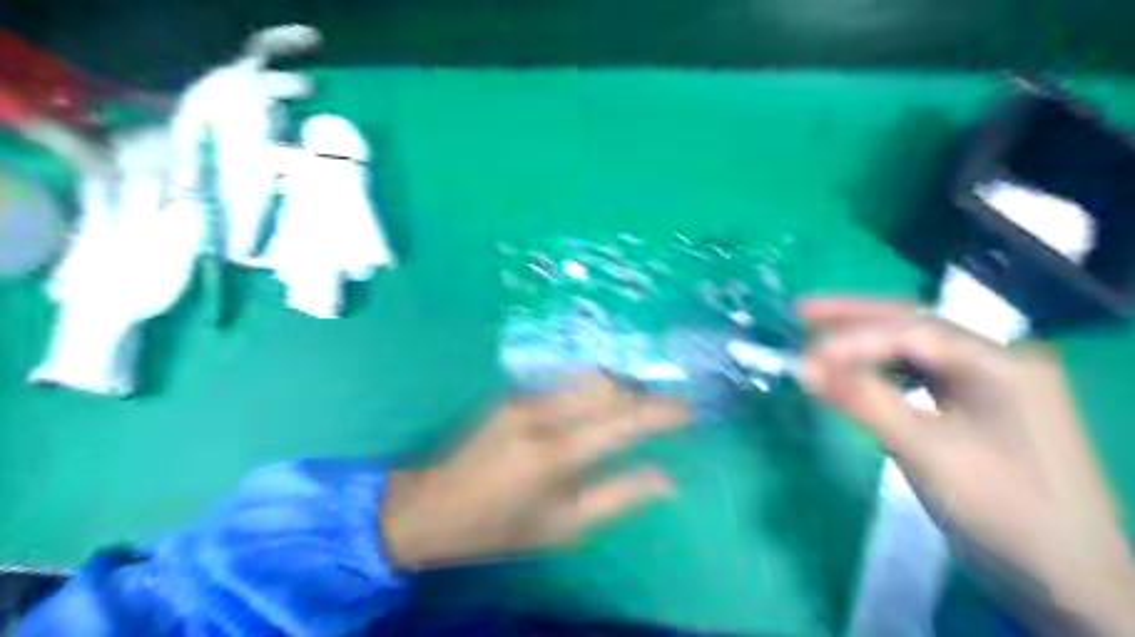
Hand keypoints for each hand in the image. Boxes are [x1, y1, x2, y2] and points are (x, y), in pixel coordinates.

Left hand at [380, 374, 685, 566]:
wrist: (431, 505)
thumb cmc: (499, 527)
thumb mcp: (563, 526)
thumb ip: (618, 497)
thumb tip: (666, 478)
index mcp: (556, 454)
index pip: (623, 421)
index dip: (662, 412)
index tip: (690, 410)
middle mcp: (542, 414)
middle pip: (609, 387)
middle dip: (644, 395)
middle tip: (666, 414)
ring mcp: (524, 397)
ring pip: (588, 378)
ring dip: (620, 389)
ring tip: (637, 410)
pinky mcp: (513, 393)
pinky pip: (567, 382)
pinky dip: (594, 390)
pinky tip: (600, 407)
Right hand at [795, 295, 1134, 630]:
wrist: (1068, 578)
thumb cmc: (1003, 511)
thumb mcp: (926, 453)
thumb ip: (865, 401)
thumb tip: (804, 367)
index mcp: (1001, 363)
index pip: (912, 333)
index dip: (852, 339)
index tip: (804, 356)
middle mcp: (1000, 359)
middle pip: (915, 324)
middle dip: (855, 317)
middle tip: (801, 311)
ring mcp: (993, 381)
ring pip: (917, 346)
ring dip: (866, 338)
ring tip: (820, 335)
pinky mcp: (981, 403)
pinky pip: (924, 372)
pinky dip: (884, 366)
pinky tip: (860, 369)